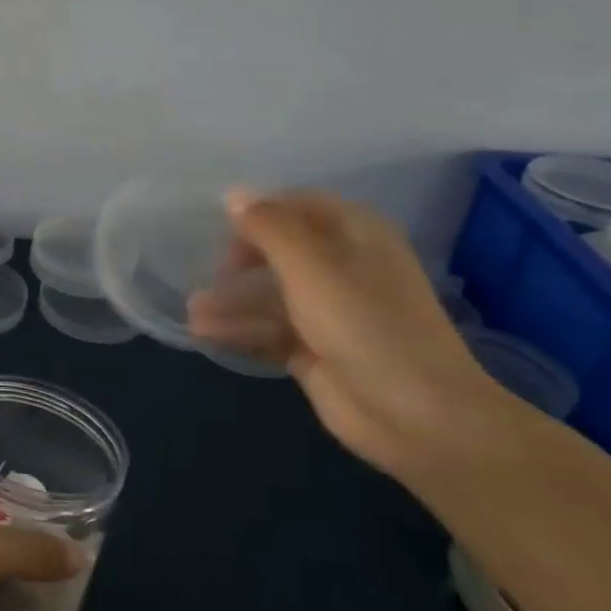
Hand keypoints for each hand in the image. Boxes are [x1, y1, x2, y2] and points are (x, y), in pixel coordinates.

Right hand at [188, 188, 506, 475]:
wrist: (416, 415)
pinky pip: (269, 331)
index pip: (299, 205)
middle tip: (212, 275)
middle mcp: (343, 269)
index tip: (218, 227)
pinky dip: (239, 331)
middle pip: (279, 252)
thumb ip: (269, 227)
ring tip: (194, 313)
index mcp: (356, 236)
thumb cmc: (365, 326)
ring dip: (232, 302)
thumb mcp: (312, 267)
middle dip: (239, 263)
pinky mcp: (315, 350)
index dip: (259, 212)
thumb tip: (232, 194)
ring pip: (270, 296)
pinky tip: (205, 334)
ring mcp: (329, 312)